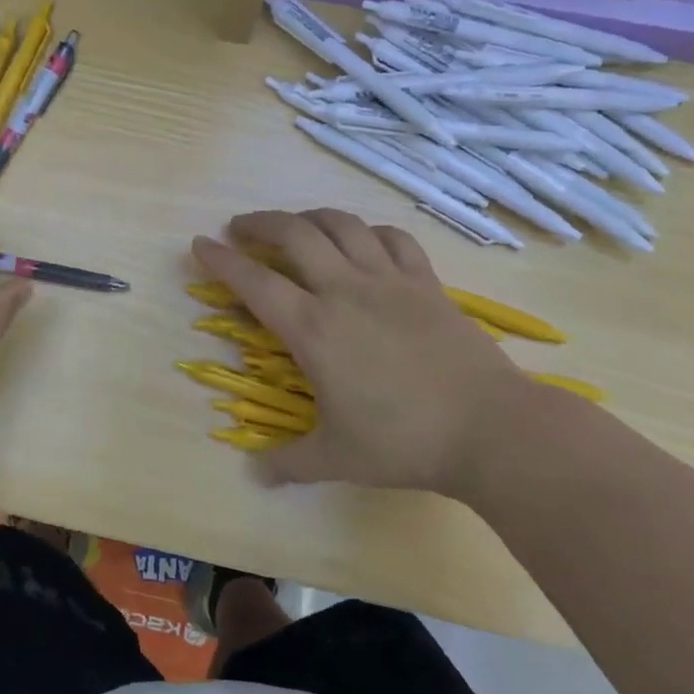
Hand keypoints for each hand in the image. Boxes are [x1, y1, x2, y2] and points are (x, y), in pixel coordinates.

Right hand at [192, 210, 536, 493]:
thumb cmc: (405, 442)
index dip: (221, 260)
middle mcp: (345, 291)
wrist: (492, 429)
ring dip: (310, 217)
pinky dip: (369, 231)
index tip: (200, 243)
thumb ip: (289, 463)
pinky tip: (363, 240)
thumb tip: (255, 476)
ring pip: (342, 225)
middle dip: (261, 223)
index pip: (254, 282)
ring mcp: (389, 281)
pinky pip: (393, 239)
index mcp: (313, 329)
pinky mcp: (427, 283)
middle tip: (241, 228)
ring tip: (296, 226)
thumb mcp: (338, 458)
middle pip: (295, 234)